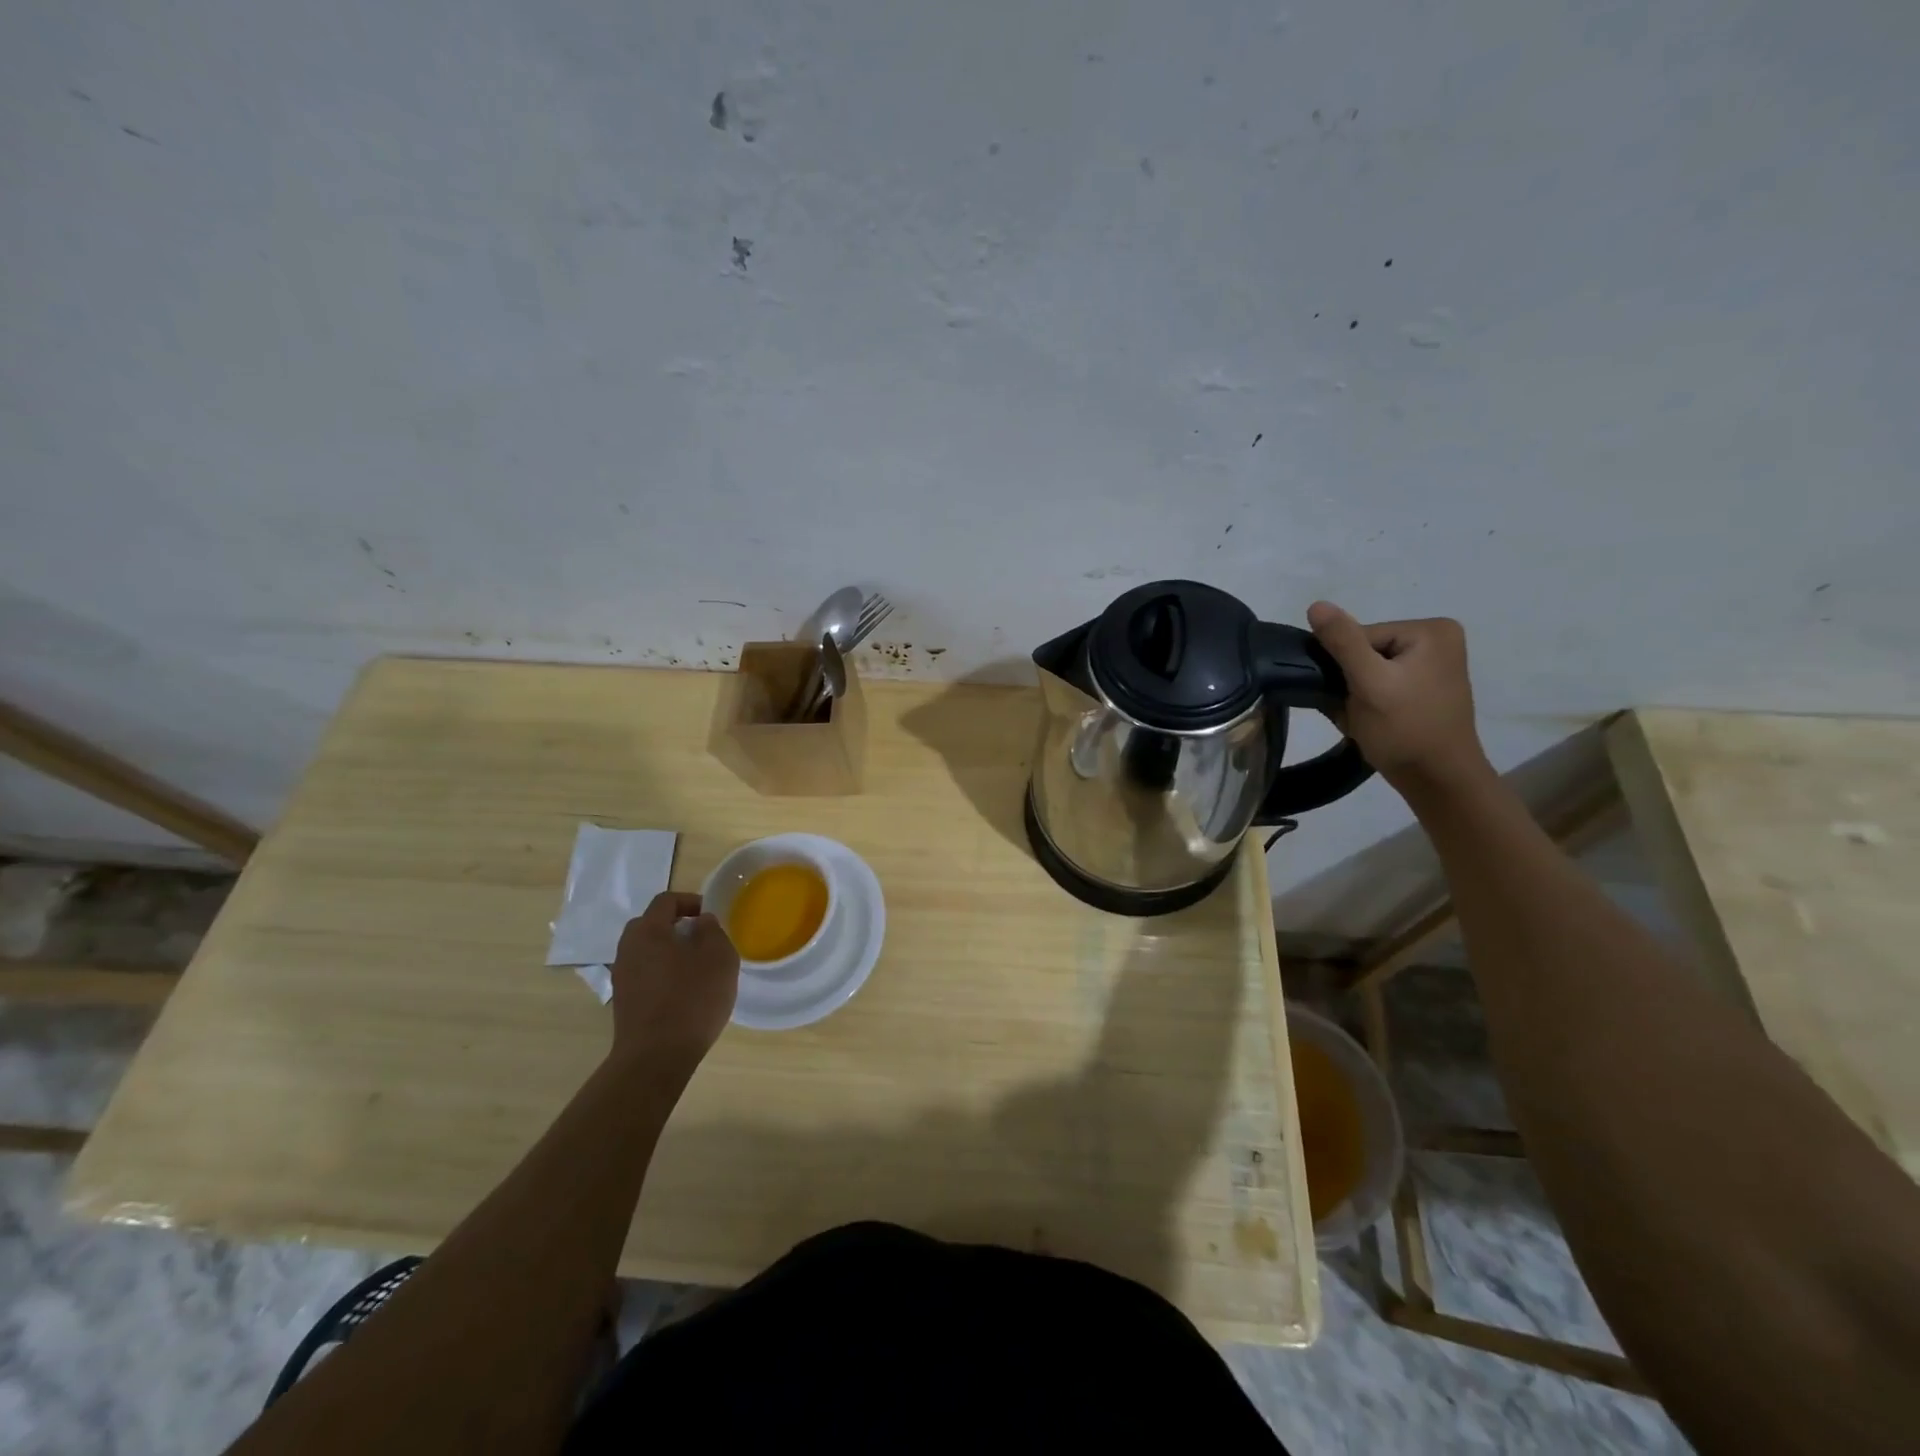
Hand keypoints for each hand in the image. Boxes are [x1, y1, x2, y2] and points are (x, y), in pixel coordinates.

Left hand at [607, 892, 739, 1082]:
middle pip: (652, 925)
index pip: (666, 901)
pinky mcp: (624, 1002)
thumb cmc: (692, 998)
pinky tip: (684, 993)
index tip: (711, 916)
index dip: (691, 901)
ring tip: (697, 969)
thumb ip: (711, 930)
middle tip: (703, 940)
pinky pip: (646, 975)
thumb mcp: (718, 957)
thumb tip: (700, 922)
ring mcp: (622, 977)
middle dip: (677, 926)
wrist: (656, 1057)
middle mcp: (627, 949)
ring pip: (648, 952)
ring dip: (670, 953)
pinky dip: (663, 975)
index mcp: (647, 931)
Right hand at [1307, 602, 1493, 795]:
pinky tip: (1372, 722)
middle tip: (1357, 711)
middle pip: (1364, 652)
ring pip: (1368, 671)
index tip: (1352, 696)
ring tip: (1365, 719)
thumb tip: (1316, 605)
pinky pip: (1381, 685)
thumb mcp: (1369, 683)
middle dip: (1350, 682)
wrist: (1438, 781)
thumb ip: (1342, 642)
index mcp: (1431, 630)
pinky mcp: (1425, 688)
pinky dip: (1368, 703)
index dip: (1345, 667)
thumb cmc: (1405, 729)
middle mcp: (1437, 640)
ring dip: (1355, 696)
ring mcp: (1433, 665)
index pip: (1360, 636)